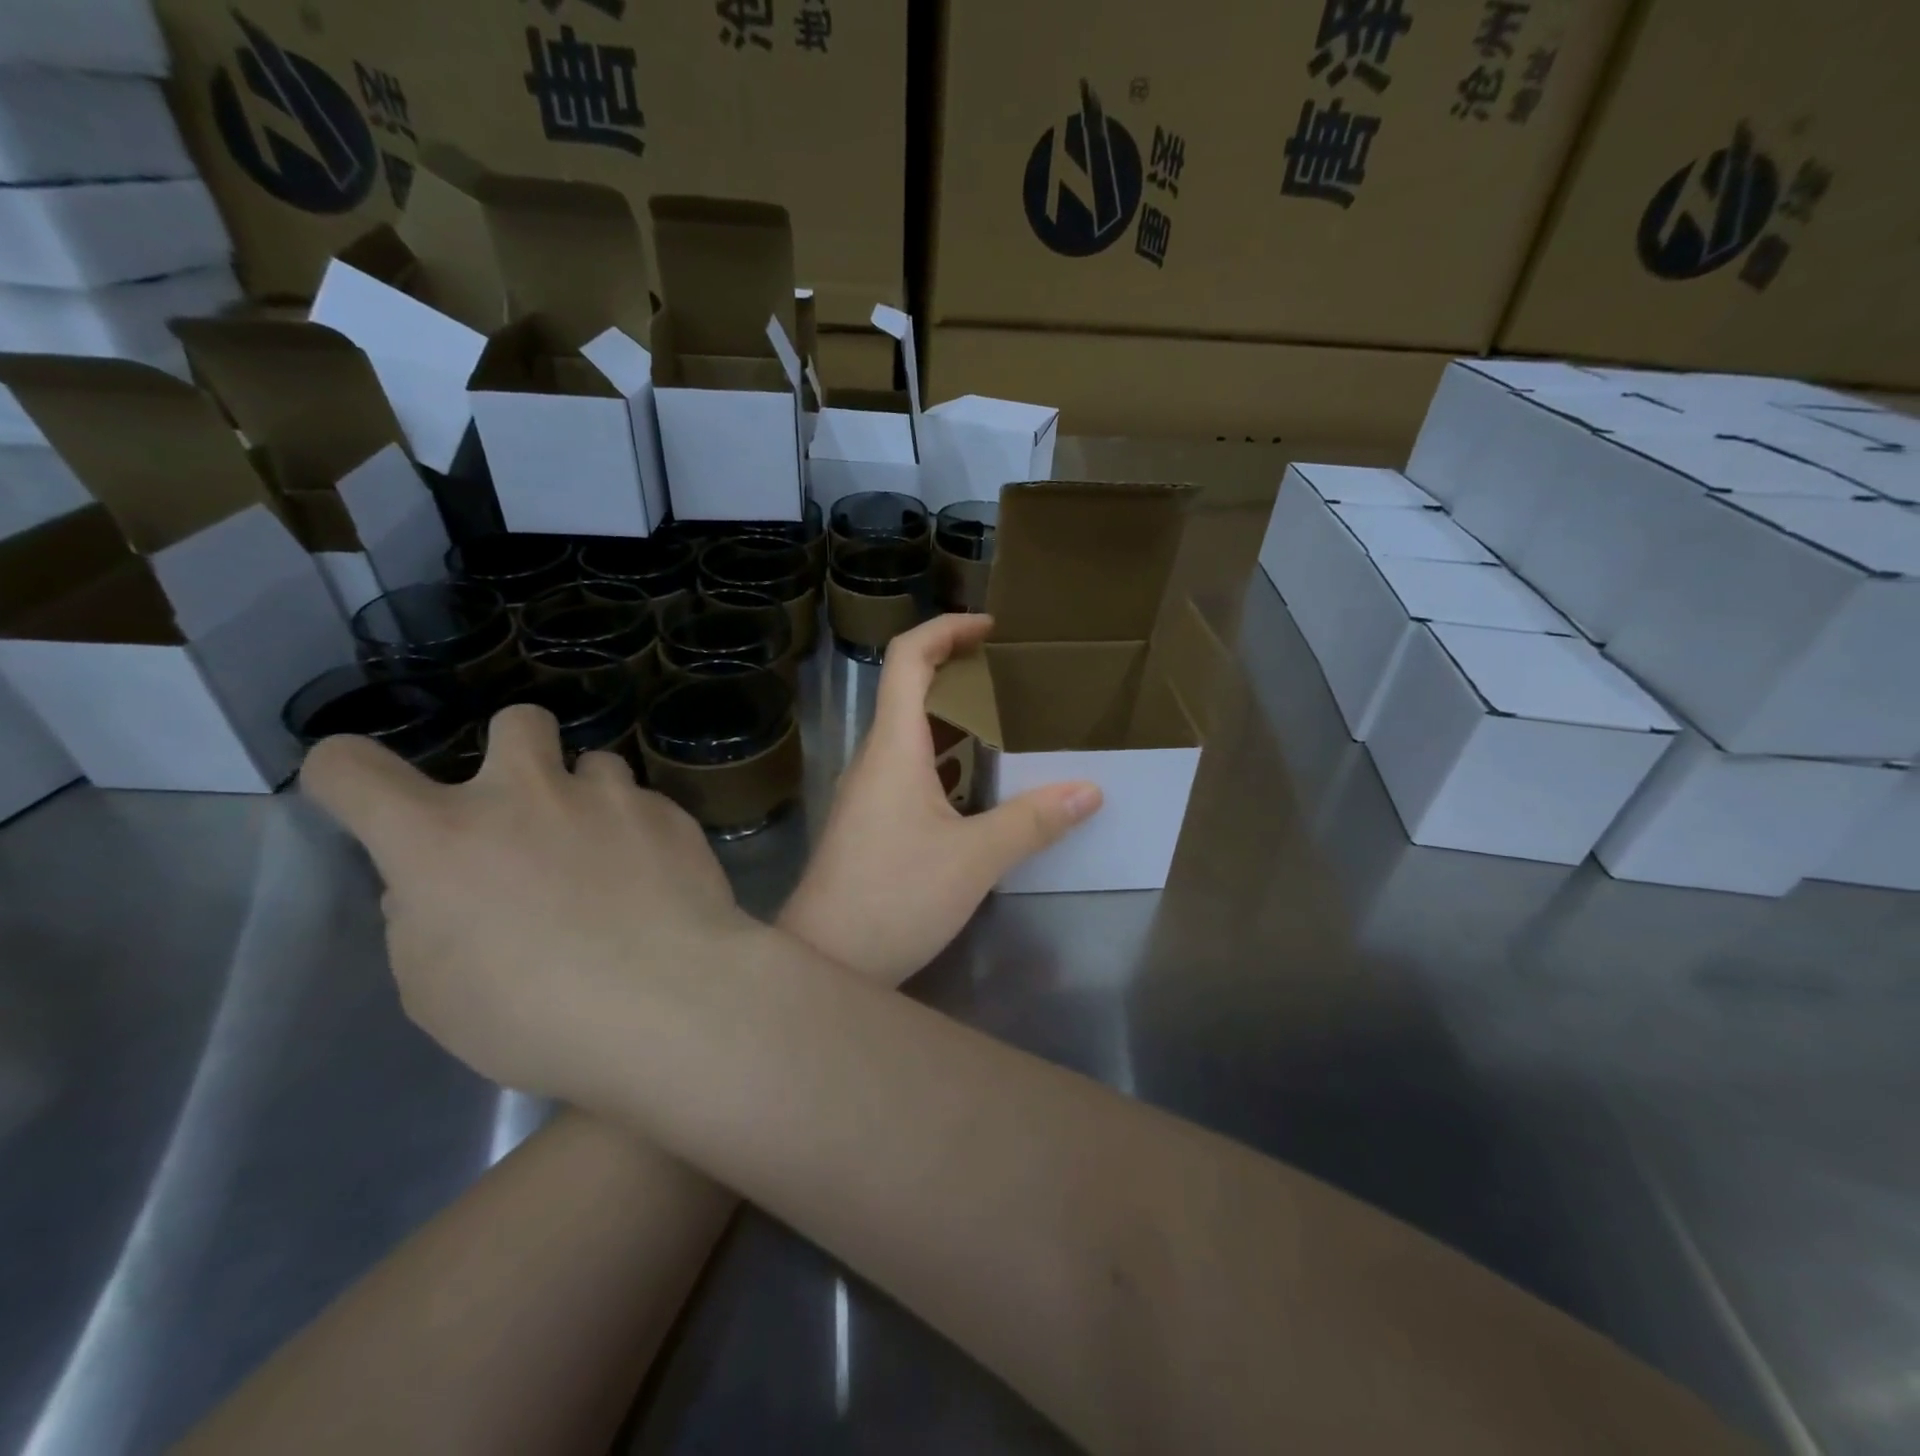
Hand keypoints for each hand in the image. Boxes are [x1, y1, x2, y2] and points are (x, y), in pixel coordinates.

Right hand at [301, 707, 760, 1101]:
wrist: (669, 1000)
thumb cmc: (534, 1015)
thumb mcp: (435, 987)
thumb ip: (424, 916)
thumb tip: (439, 884)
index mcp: (442, 837)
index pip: (353, 766)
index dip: (345, 775)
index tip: (364, 798)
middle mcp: (527, 794)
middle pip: (516, 721)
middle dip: (514, 750)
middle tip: (527, 807)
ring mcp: (609, 796)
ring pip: (594, 762)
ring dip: (589, 797)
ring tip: (606, 852)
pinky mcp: (670, 813)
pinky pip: (645, 804)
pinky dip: (639, 831)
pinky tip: (655, 879)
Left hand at [779, 615, 1101, 983]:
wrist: (825, 961)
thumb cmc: (893, 898)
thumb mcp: (974, 859)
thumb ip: (1032, 821)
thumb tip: (1089, 789)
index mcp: (892, 747)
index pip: (908, 658)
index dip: (947, 629)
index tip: (991, 627)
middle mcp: (874, 758)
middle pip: (909, 689)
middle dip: (959, 670)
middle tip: (1013, 678)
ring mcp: (868, 792)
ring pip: (911, 734)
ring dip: (954, 718)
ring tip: (1007, 726)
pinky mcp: (871, 822)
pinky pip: (911, 770)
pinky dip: (946, 759)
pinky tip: (979, 788)